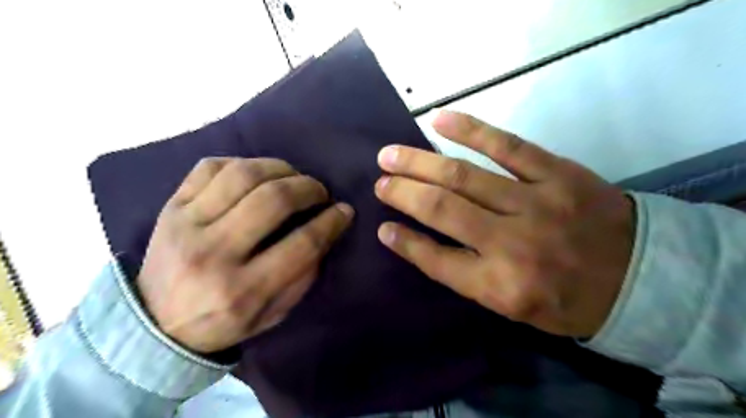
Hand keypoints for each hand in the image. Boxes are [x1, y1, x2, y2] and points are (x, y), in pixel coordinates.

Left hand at [136, 157, 352, 352]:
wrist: (155, 325)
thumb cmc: (223, 322)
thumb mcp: (274, 313)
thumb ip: (303, 275)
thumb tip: (326, 230)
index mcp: (242, 290)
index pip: (302, 244)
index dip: (331, 222)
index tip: (345, 210)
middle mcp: (213, 253)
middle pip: (273, 201)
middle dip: (309, 188)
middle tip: (321, 192)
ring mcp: (185, 225)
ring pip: (243, 174)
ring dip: (280, 168)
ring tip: (294, 176)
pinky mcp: (170, 207)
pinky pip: (210, 167)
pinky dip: (242, 163)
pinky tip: (257, 174)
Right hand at [376, 109, 630, 335]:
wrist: (642, 276)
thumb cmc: (567, 299)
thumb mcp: (513, 306)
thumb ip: (467, 275)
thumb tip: (420, 242)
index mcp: (501, 286)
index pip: (436, 260)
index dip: (405, 242)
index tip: (382, 227)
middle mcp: (512, 245)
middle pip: (443, 210)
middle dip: (403, 193)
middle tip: (379, 180)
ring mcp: (535, 203)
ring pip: (464, 176)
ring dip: (420, 163)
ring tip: (390, 154)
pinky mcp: (557, 173)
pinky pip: (506, 145)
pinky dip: (469, 130)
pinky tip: (438, 120)